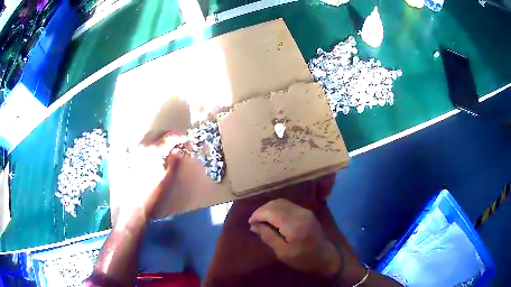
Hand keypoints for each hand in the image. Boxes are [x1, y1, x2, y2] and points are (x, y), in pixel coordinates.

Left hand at [114, 131, 183, 225]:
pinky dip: (152, 141)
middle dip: (171, 136)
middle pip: (160, 133)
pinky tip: (156, 150)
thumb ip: (173, 160)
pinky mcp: (132, 155)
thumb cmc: (153, 192)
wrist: (134, 203)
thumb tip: (178, 150)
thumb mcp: (167, 177)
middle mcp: (144, 146)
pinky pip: (143, 141)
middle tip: (179, 144)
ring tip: (168, 146)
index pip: (170, 137)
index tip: (187, 143)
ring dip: (161, 137)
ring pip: (150, 135)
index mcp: (154, 150)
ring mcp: (136, 149)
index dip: (180, 138)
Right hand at [248, 199, 340, 276]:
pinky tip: (273, 218)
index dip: (258, 215)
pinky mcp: (306, 212)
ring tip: (261, 220)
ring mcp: (304, 211)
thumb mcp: (283, 253)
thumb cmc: (303, 259)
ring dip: (269, 209)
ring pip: (282, 202)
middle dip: (262, 210)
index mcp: (293, 224)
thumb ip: (268, 237)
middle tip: (254, 222)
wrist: (325, 257)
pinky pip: (288, 205)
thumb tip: (254, 225)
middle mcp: (300, 213)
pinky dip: (277, 209)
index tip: (250, 223)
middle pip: (276, 204)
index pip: (271, 211)